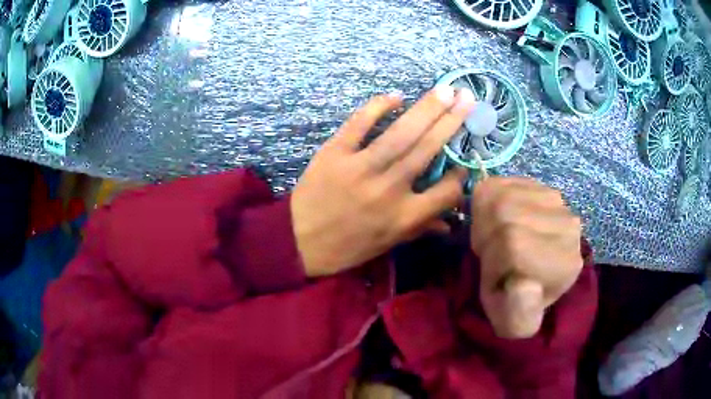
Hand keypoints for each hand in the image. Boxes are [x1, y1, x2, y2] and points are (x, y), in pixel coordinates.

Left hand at [291, 86, 475, 276]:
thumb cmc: (347, 247)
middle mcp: (389, 189)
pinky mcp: (335, 153)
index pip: (446, 192)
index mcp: (404, 216)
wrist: (299, 241)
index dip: (460, 176)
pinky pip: (359, 124)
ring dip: (426, 109)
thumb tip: (450, 223)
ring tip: (445, 90)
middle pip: (427, 150)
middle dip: (451, 122)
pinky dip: (377, 107)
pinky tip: (396, 97)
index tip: (463, 163)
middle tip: (467, 98)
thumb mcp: (388, 243)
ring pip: (400, 134)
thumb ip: (421, 229)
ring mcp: (361, 168)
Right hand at [471, 177, 583, 338]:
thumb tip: (524, 284)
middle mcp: (569, 227)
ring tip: (495, 237)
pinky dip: (491, 201)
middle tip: (490, 255)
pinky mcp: (545, 187)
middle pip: (504, 215)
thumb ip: (518, 316)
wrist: (537, 278)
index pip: (512, 246)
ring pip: (502, 197)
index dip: (491, 261)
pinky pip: (504, 184)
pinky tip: (501, 219)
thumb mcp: (512, 324)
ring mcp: (559, 202)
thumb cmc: (519, 303)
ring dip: (485, 220)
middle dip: (485, 238)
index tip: (494, 278)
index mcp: (564, 266)